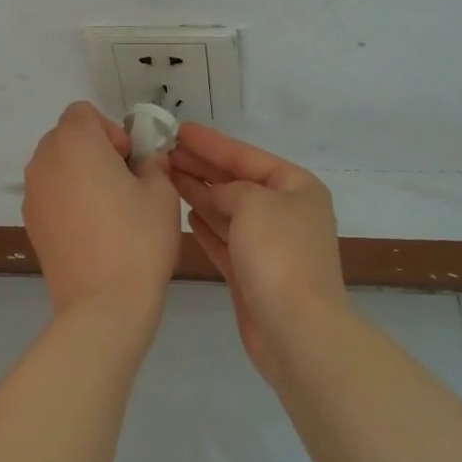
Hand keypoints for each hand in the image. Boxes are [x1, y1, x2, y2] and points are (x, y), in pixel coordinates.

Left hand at [23, 103, 180, 331]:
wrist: (102, 305)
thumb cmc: (137, 239)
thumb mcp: (161, 193)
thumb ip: (153, 164)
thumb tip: (145, 160)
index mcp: (74, 143)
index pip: (83, 113)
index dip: (110, 130)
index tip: (129, 160)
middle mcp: (44, 161)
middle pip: (67, 137)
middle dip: (95, 150)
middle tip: (124, 182)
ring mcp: (32, 194)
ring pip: (57, 166)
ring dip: (80, 174)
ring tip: (108, 209)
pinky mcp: (30, 223)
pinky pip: (50, 194)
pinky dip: (68, 199)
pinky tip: (92, 230)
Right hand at [170, 124, 347, 380]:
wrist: (296, 330)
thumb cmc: (278, 254)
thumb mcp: (253, 203)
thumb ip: (229, 188)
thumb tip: (217, 193)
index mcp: (297, 188)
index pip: (247, 156)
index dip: (212, 143)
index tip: (179, 131)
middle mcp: (286, 213)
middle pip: (237, 182)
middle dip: (202, 167)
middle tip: (164, 153)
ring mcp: (270, 246)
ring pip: (229, 210)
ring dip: (200, 194)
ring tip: (167, 177)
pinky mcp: (253, 274)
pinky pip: (226, 240)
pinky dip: (207, 226)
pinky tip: (186, 214)